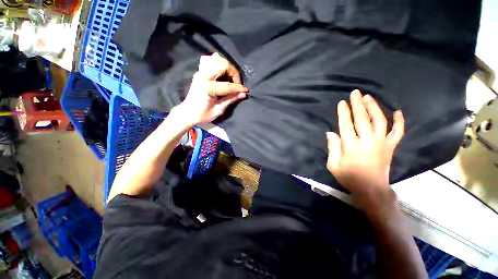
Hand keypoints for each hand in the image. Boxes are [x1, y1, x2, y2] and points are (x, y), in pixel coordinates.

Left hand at [174, 53, 247, 125]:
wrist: (187, 113)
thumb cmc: (202, 114)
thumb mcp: (218, 110)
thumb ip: (231, 99)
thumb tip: (243, 94)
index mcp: (208, 87)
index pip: (228, 85)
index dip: (239, 88)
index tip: (246, 90)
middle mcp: (203, 76)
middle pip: (223, 64)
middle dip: (234, 72)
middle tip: (237, 83)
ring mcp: (200, 72)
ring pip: (216, 59)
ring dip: (226, 67)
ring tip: (230, 77)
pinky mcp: (199, 72)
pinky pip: (208, 60)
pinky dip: (216, 63)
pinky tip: (220, 71)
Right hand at [326, 90, 403, 203]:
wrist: (372, 190)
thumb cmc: (349, 178)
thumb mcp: (333, 165)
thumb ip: (332, 148)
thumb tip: (331, 132)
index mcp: (351, 146)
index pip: (346, 124)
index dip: (344, 112)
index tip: (342, 102)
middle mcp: (367, 141)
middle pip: (362, 119)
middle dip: (357, 104)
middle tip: (355, 93)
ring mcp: (382, 143)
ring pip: (379, 121)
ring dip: (374, 107)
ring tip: (368, 97)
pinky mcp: (391, 147)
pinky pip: (398, 132)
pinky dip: (399, 121)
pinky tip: (398, 111)